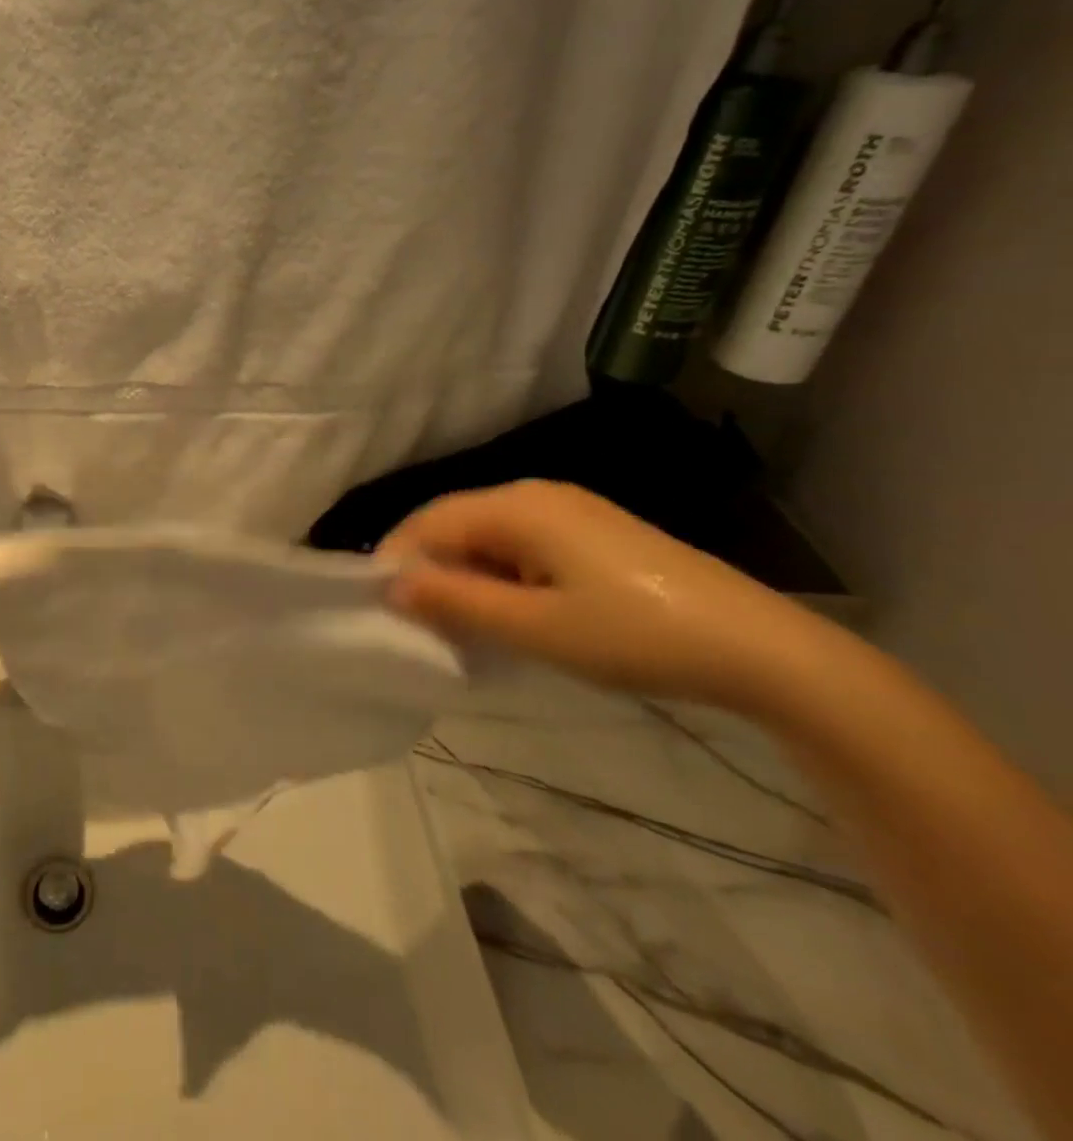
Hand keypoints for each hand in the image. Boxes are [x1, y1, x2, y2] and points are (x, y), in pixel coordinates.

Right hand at [381, 480, 823, 713]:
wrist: (761, 649)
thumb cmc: (635, 635)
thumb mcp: (535, 628)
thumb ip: (456, 602)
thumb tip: (392, 586)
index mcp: (518, 506)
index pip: (429, 522)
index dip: (397, 562)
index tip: (383, 610)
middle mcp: (536, 494)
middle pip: (455, 524)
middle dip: (430, 570)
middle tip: (420, 625)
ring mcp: (568, 510)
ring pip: (487, 536)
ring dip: (465, 576)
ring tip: (462, 626)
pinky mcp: (591, 532)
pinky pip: (520, 545)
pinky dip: (499, 576)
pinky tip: (511, 613)